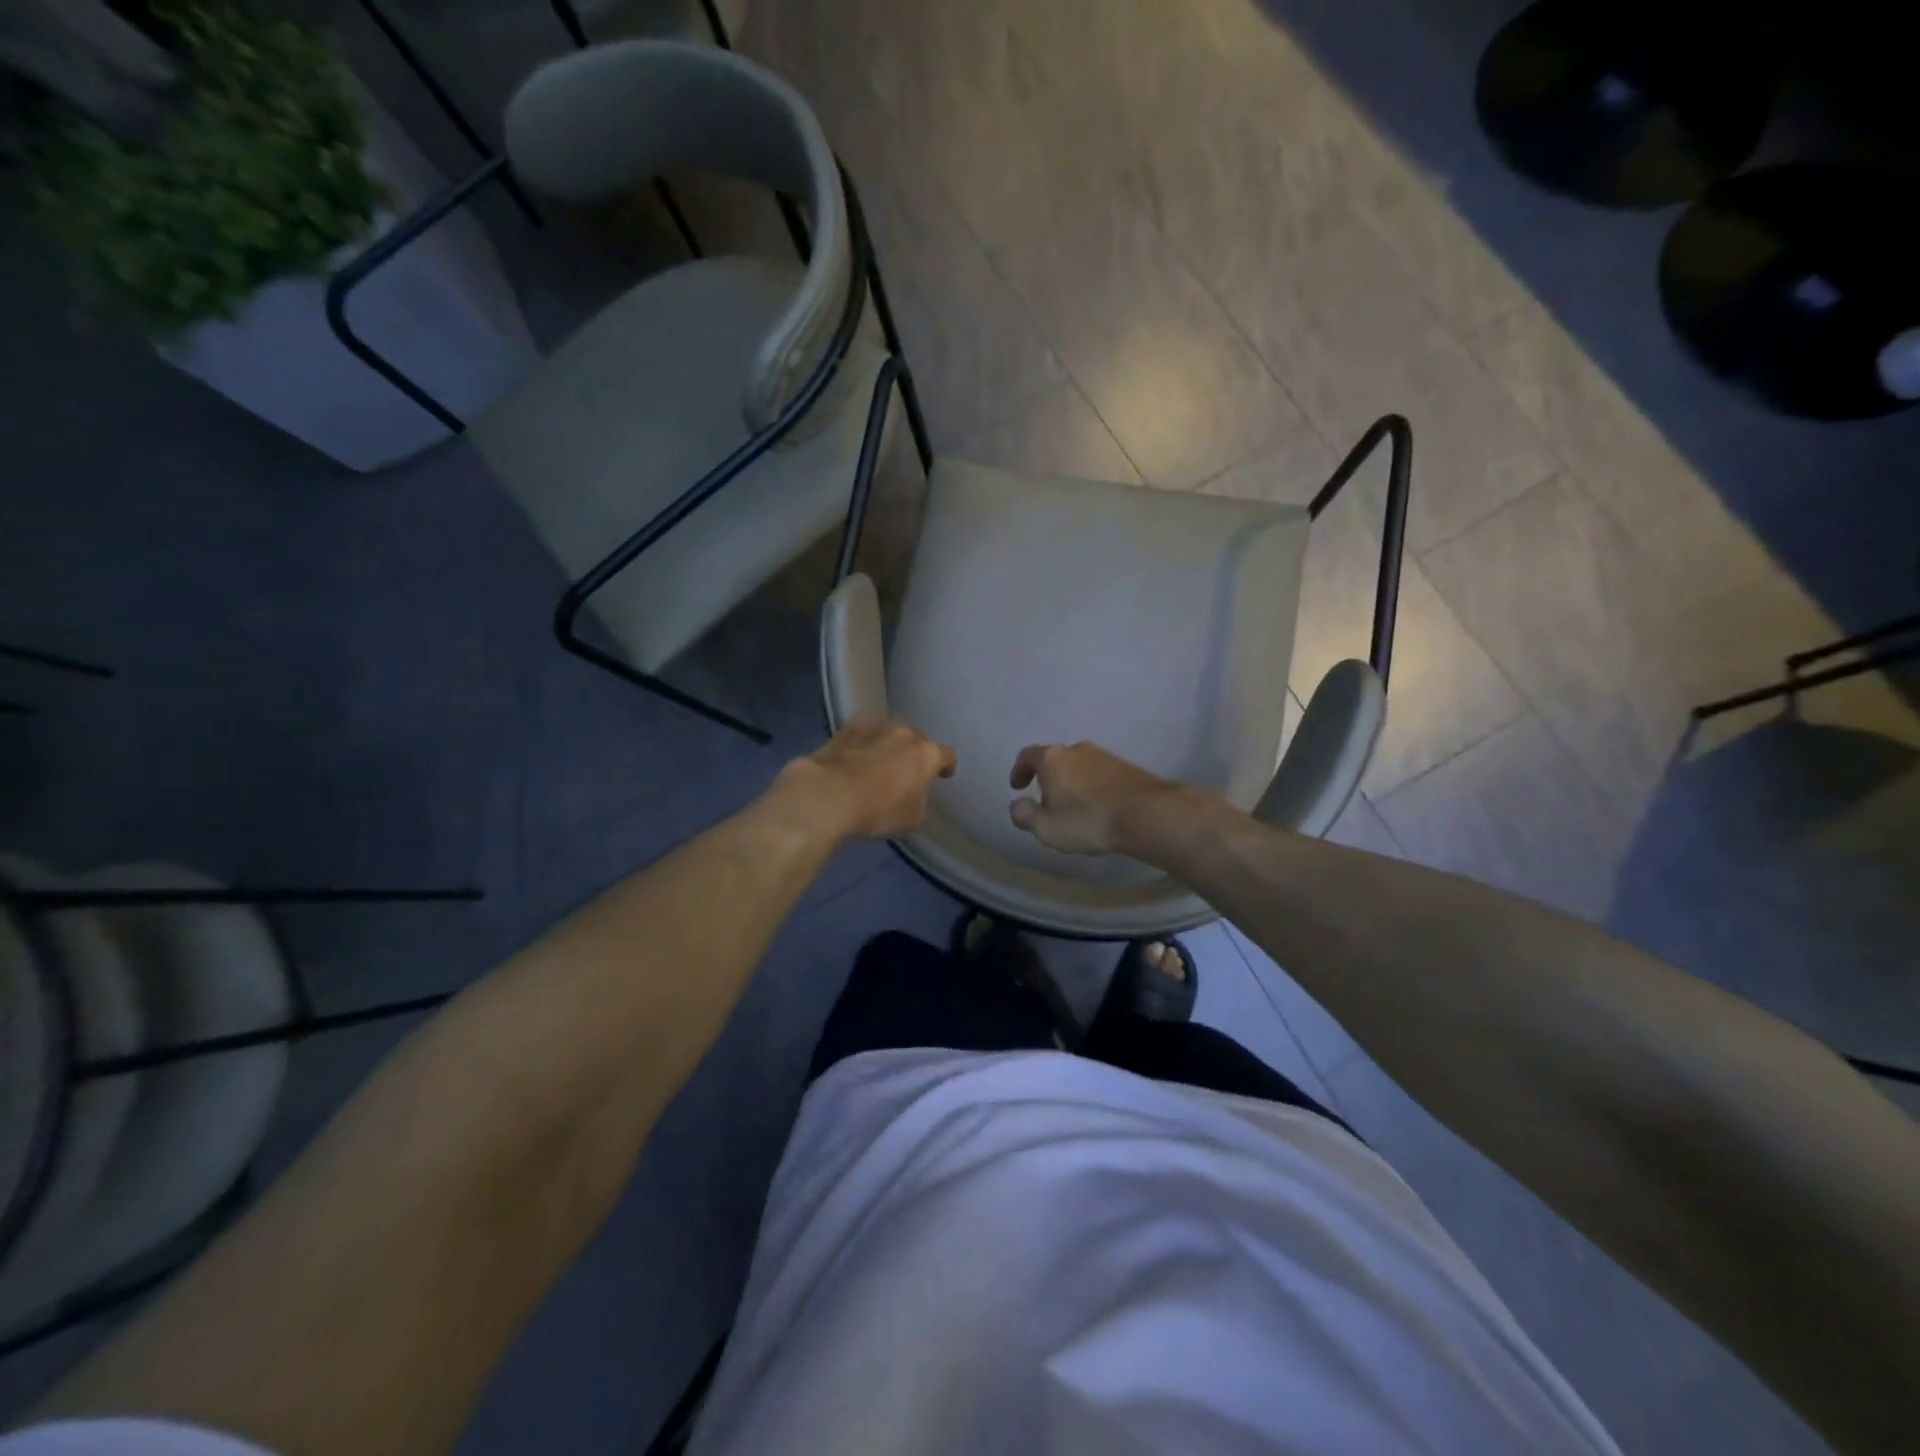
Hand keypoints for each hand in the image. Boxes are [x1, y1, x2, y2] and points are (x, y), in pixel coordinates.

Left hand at [780, 720, 956, 840]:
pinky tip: (856, 755)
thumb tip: (915, 793)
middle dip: (916, 752)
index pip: (946, 755)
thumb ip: (920, 801)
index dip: (946, 765)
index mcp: (926, 755)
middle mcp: (904, 734)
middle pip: (918, 738)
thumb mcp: (912, 818)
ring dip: (889, 744)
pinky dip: (864, 742)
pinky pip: (863, 733)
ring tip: (880, 761)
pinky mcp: (847, 729)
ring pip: (890, 732)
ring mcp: (875, 727)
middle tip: (908, 770)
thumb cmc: (878, 811)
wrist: (828, 795)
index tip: (943, 775)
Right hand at [1008, 742, 1183, 856]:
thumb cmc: (1088, 819)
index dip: (1019, 770)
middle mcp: (1077, 749)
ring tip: (1074, 806)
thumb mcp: (1046, 827)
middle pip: (1055, 758)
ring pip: (1079, 765)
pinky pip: (1100, 774)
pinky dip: (1093, 786)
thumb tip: (1016, 806)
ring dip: (1072, 782)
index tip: (1018, 786)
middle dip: (1048, 777)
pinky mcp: (1127, 767)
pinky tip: (1098, 806)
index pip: (1027, 756)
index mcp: (1052, 758)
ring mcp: (1105, 755)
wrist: (1146, 813)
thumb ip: (1025, 815)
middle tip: (1046, 800)